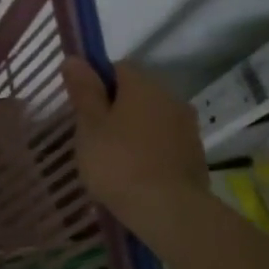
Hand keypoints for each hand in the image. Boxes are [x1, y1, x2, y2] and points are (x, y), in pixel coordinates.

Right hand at [61, 56, 209, 242]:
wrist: (167, 209)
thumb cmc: (118, 162)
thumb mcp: (89, 125)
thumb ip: (83, 90)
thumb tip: (74, 59)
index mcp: (143, 86)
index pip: (118, 67)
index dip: (97, 82)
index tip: (82, 107)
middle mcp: (170, 98)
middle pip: (137, 92)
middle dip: (115, 106)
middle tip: (92, 134)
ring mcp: (187, 127)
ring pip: (152, 116)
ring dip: (133, 128)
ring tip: (111, 156)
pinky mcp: (194, 153)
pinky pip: (164, 140)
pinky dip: (148, 148)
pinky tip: (134, 170)